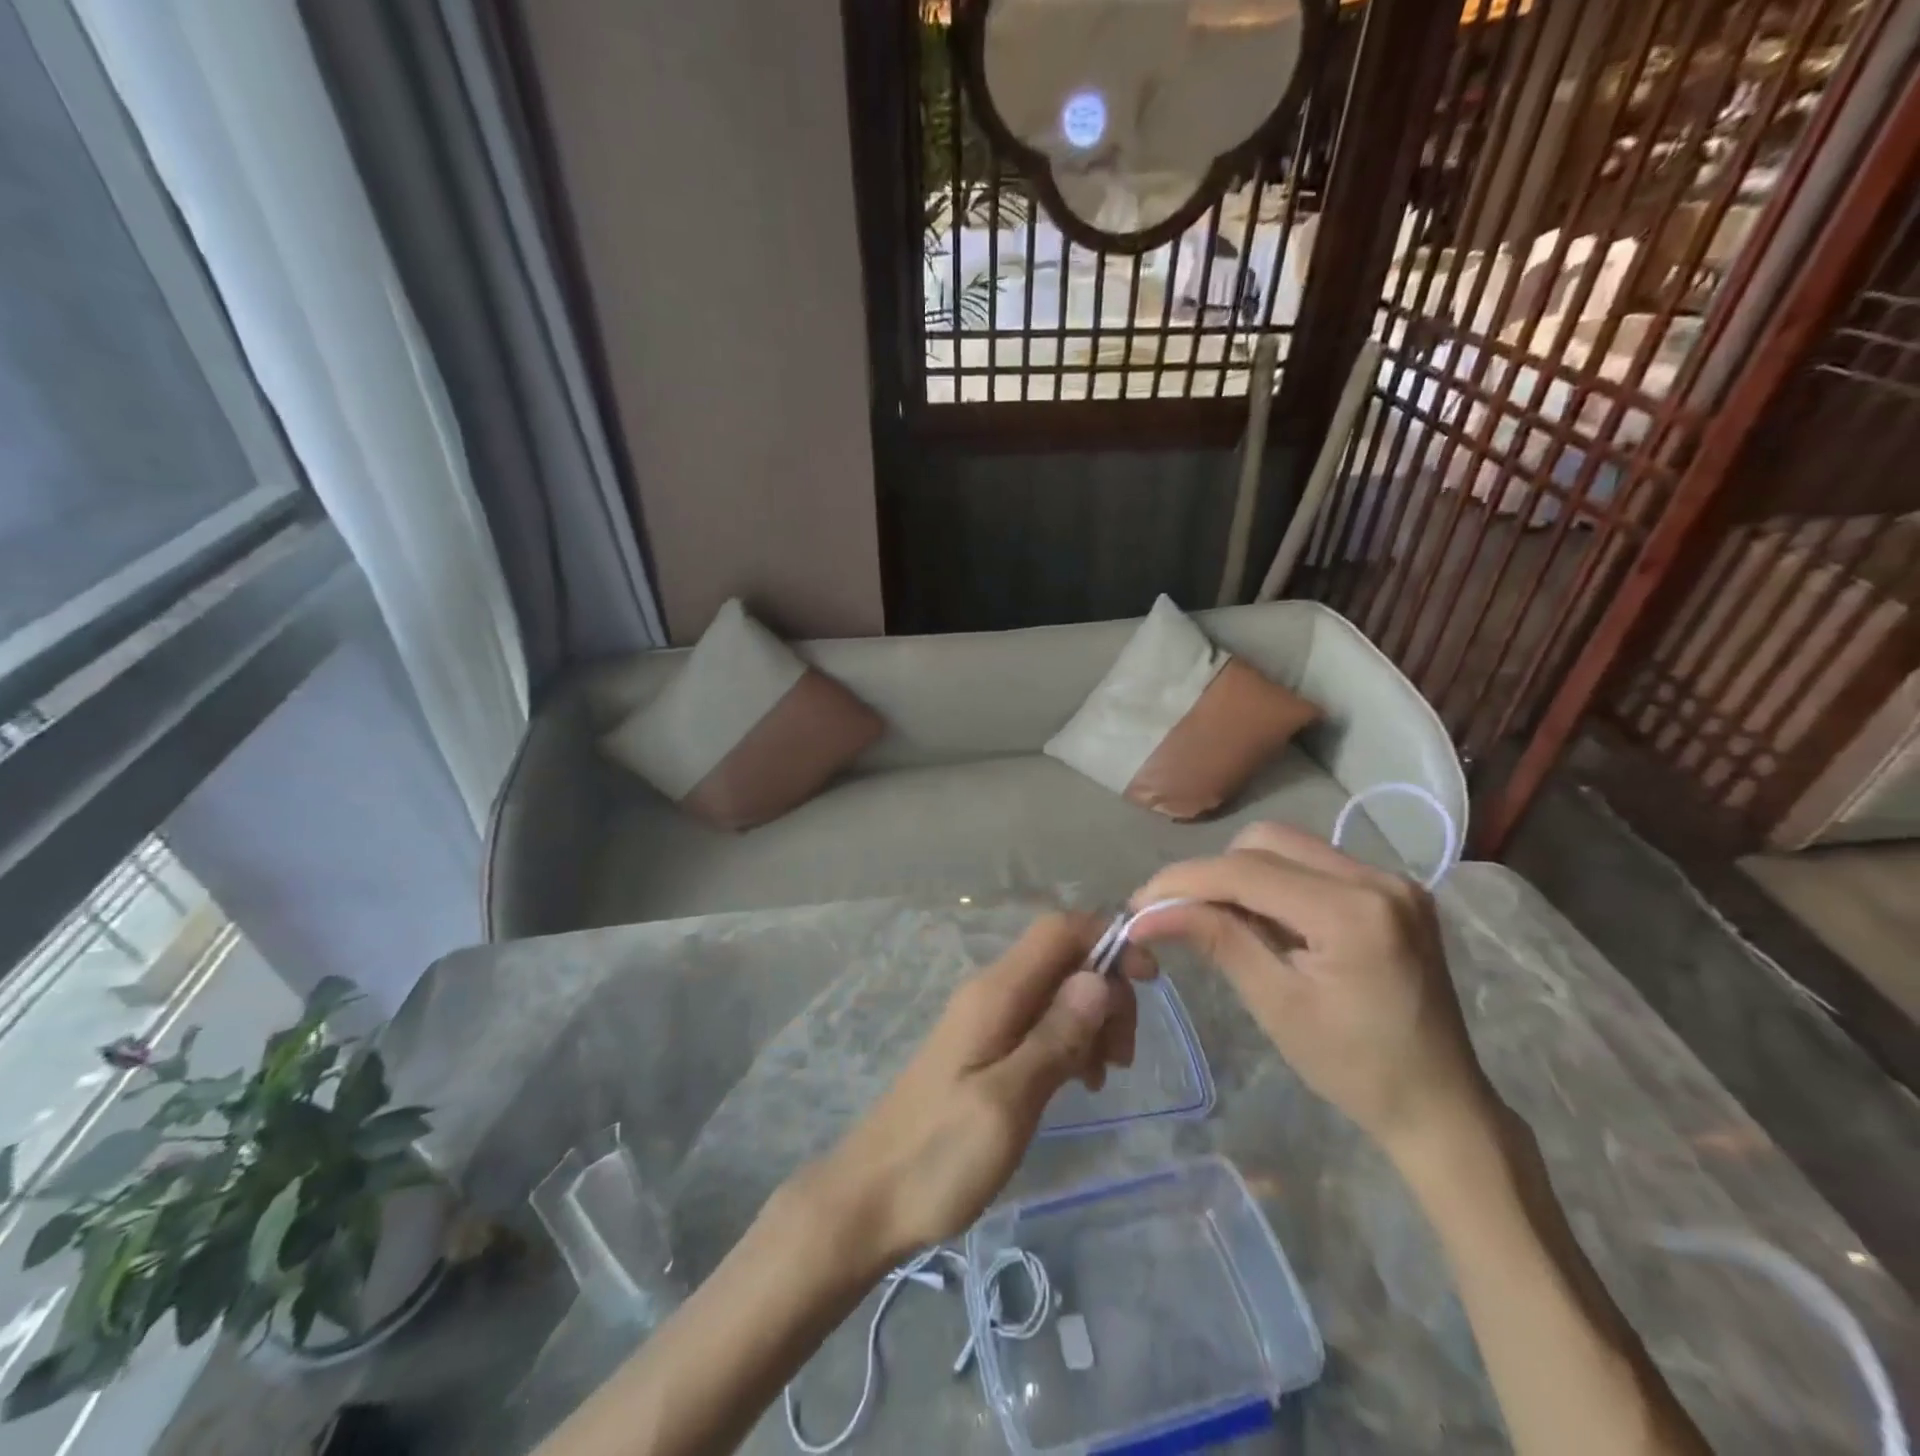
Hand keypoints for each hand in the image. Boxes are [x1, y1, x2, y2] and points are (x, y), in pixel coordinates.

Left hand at [803, 913, 1153, 1263]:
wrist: (872, 1197)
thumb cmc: (938, 1156)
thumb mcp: (1007, 1102)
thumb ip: (1054, 1037)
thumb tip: (1100, 978)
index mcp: (996, 993)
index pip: (1059, 930)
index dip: (1108, 940)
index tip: (1150, 982)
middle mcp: (992, 993)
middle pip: (1064, 959)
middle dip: (1107, 991)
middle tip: (1122, 1057)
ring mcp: (987, 1020)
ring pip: (1057, 991)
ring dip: (1093, 1020)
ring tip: (1103, 1077)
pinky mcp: (987, 1048)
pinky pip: (1042, 1022)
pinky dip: (1071, 1040)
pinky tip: (1080, 1082)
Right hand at [1128, 822, 1491, 1156]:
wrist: (1440, 1105)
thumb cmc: (1354, 1069)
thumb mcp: (1276, 1004)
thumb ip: (1216, 939)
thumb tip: (1147, 913)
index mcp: (1353, 913)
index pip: (1245, 871)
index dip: (1182, 882)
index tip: (1138, 905)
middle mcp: (1377, 878)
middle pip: (1264, 843)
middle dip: (1211, 874)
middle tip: (1177, 914)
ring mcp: (1391, 879)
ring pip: (1287, 845)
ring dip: (1242, 874)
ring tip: (1221, 919)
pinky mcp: (1393, 889)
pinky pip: (1313, 863)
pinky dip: (1276, 882)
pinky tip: (1266, 920)